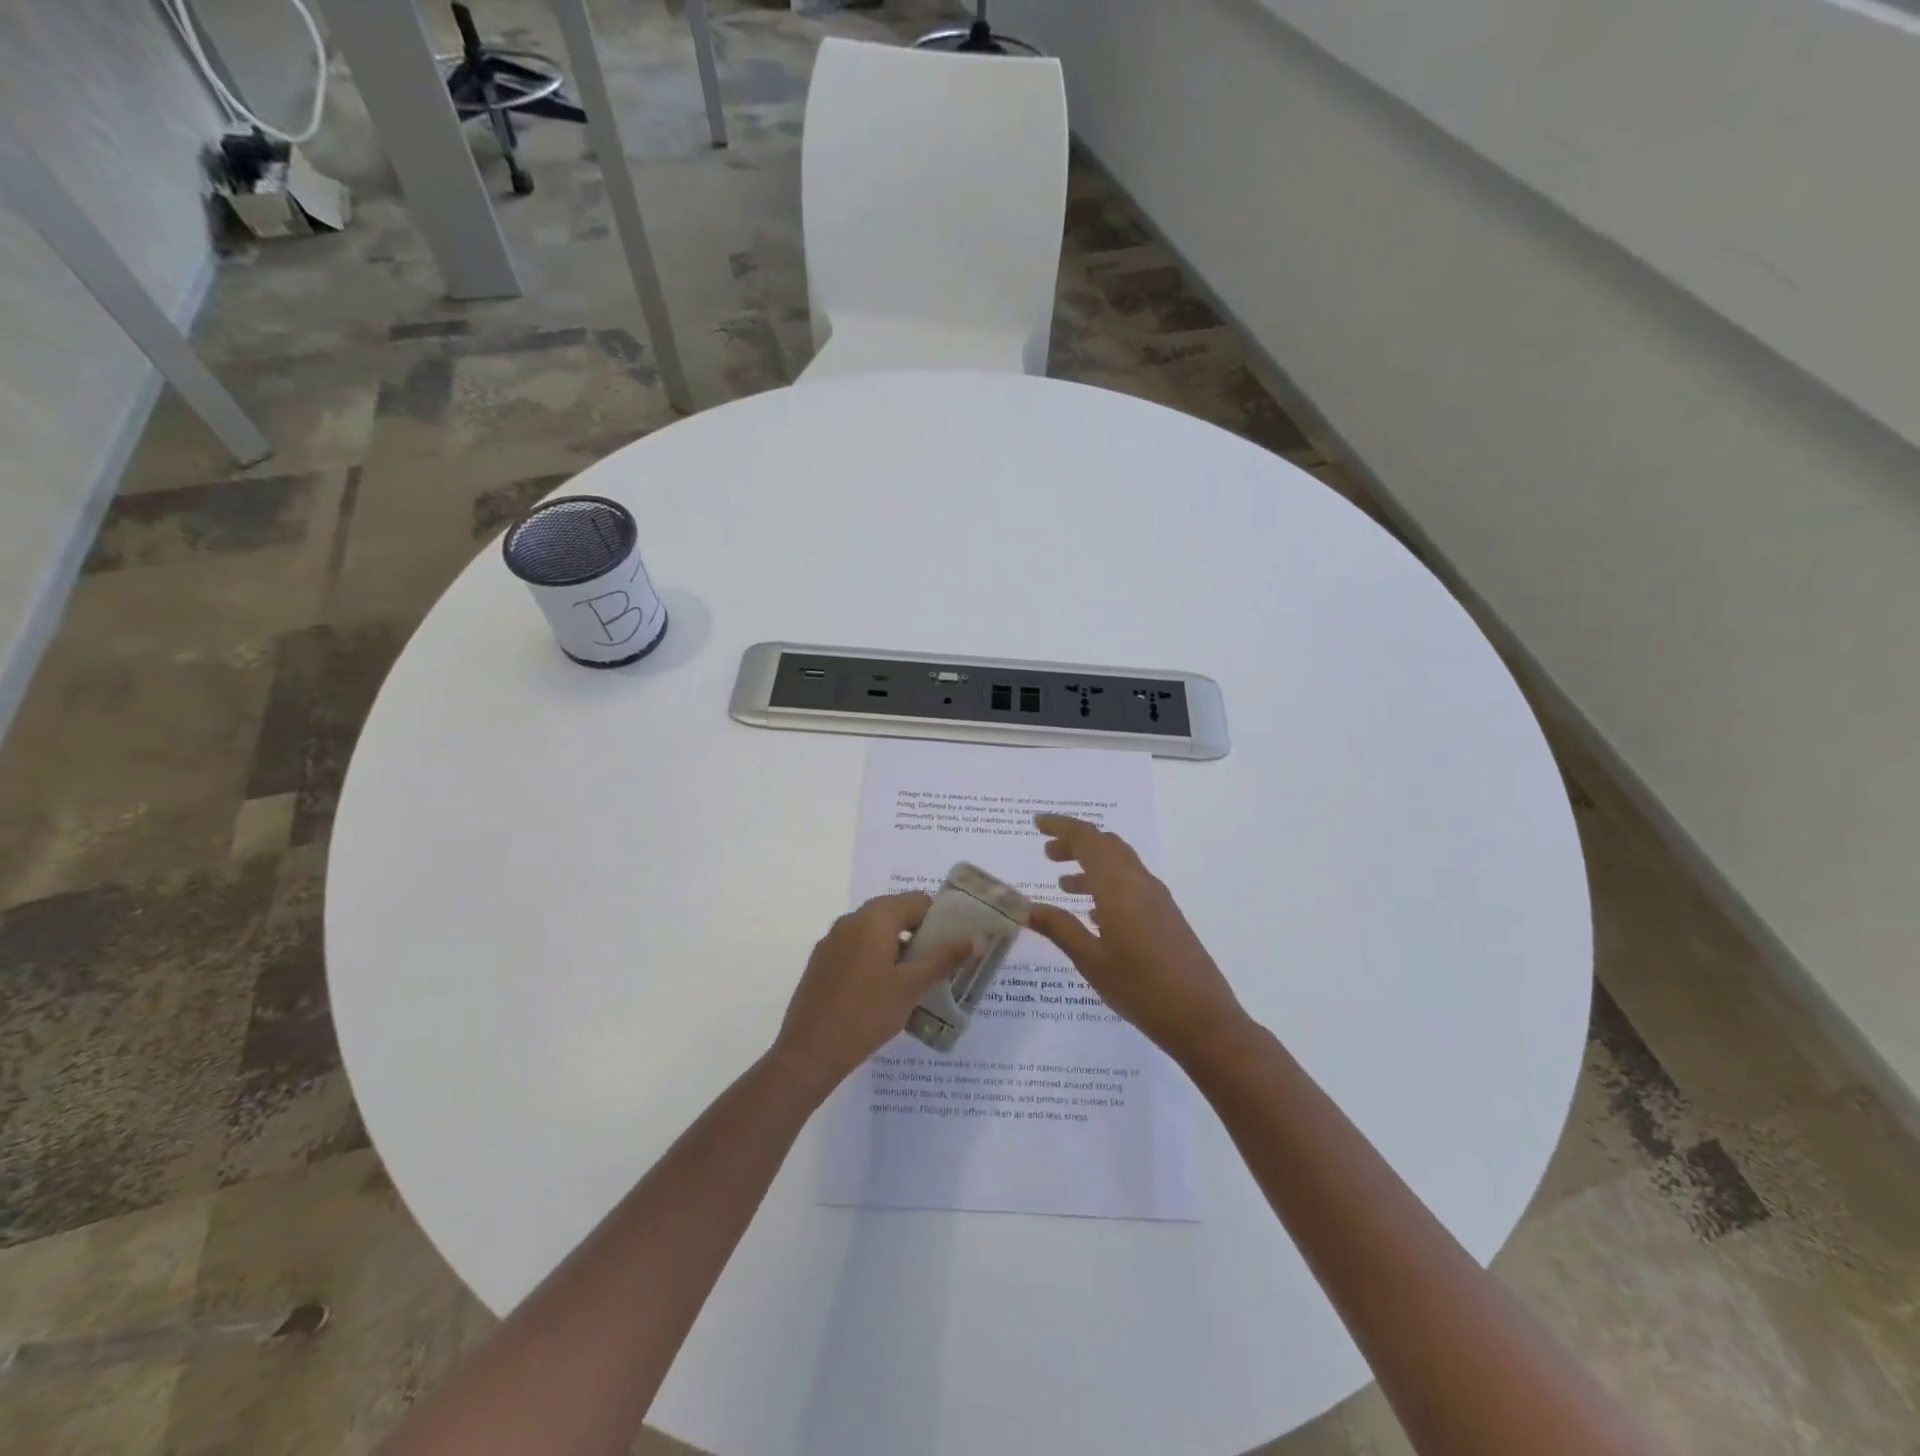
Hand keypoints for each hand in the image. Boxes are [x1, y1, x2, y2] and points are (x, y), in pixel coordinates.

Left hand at [771, 892, 973, 1093]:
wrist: (809, 1053)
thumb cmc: (866, 1014)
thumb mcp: (911, 987)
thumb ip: (944, 958)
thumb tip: (977, 938)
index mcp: (874, 918)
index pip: (917, 901)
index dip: (940, 918)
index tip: (955, 944)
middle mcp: (850, 920)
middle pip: (895, 913)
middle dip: (920, 933)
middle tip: (940, 963)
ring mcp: (832, 941)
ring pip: (875, 931)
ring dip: (898, 947)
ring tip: (916, 980)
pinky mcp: (821, 962)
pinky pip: (857, 947)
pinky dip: (876, 958)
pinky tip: (884, 990)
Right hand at [1026, 814, 1248, 1066]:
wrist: (1203, 1019)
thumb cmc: (1141, 989)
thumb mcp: (1091, 961)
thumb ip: (1059, 928)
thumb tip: (1025, 907)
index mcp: (1118, 887)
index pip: (1087, 839)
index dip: (1061, 826)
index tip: (1037, 824)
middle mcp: (1139, 882)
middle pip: (1105, 845)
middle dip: (1075, 844)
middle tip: (1047, 855)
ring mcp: (1157, 898)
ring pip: (1120, 863)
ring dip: (1091, 864)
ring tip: (1064, 884)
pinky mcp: (1167, 915)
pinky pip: (1132, 883)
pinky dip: (1108, 884)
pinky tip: (1095, 913)